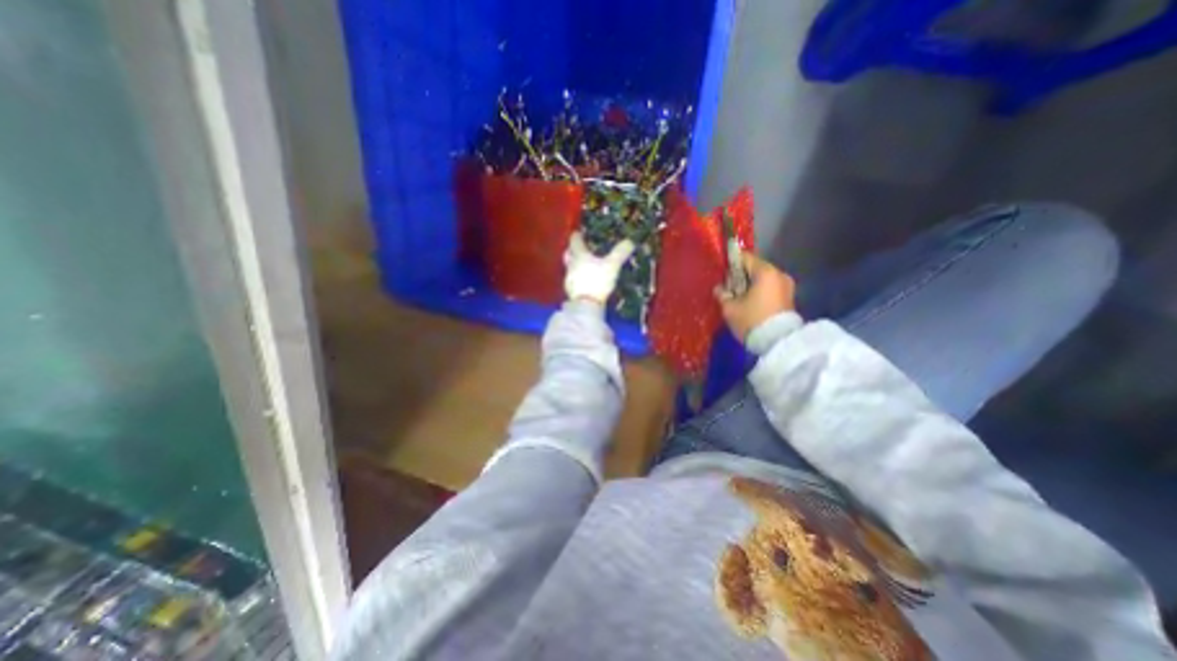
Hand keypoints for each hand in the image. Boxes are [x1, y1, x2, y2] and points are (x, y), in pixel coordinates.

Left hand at [562, 229, 633, 305]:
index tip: (578, 233)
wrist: (585, 304)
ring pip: (570, 267)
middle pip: (569, 254)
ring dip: (575, 264)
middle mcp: (571, 265)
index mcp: (579, 255)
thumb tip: (630, 241)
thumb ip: (620, 253)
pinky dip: (578, 278)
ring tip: (583, 265)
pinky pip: (573, 280)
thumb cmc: (597, 281)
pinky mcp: (571, 291)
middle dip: (573, 250)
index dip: (577, 236)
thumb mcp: (612, 265)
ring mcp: (569, 279)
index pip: (575, 241)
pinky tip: (585, 281)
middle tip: (578, 248)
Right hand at [711, 250, 793, 339]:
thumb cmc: (752, 320)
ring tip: (738, 298)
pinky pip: (770, 288)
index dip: (731, 263)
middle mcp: (779, 274)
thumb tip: (719, 288)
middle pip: (755, 268)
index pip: (745, 258)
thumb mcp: (730, 308)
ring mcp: (787, 286)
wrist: (778, 343)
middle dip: (741, 276)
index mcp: (765, 272)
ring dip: (750, 285)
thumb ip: (722, 294)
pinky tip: (749, 304)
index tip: (722, 272)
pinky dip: (759, 292)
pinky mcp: (789, 298)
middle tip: (728, 288)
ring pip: (763, 279)